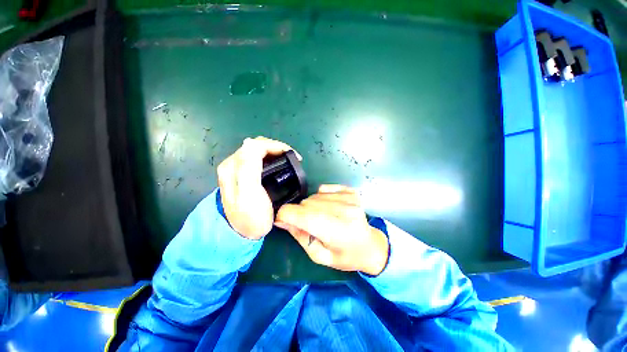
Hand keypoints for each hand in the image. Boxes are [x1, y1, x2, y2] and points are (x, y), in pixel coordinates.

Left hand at [217, 136, 300, 239]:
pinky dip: (271, 158)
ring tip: (289, 161)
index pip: (257, 145)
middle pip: (258, 146)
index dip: (277, 146)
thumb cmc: (250, 216)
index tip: (294, 157)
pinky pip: (259, 158)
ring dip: (275, 152)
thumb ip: (248, 167)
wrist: (243, 233)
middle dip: (277, 148)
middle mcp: (233, 163)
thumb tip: (251, 142)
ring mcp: (238, 169)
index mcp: (233, 166)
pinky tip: (279, 164)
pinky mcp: (243, 174)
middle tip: (293, 159)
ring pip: (259, 151)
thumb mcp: (249, 193)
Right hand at [275, 185, 388, 275]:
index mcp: (339, 232)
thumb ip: (300, 236)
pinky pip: (324, 188)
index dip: (286, 215)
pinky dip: (320, 197)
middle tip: (306, 225)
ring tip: (320, 218)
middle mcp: (345, 211)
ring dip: (310, 206)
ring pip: (314, 196)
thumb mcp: (320, 256)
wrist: (370, 246)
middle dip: (299, 213)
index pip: (304, 215)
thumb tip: (281, 220)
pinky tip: (329, 208)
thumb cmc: (345, 256)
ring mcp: (350, 198)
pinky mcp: (351, 191)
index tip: (281, 220)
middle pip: (307, 204)